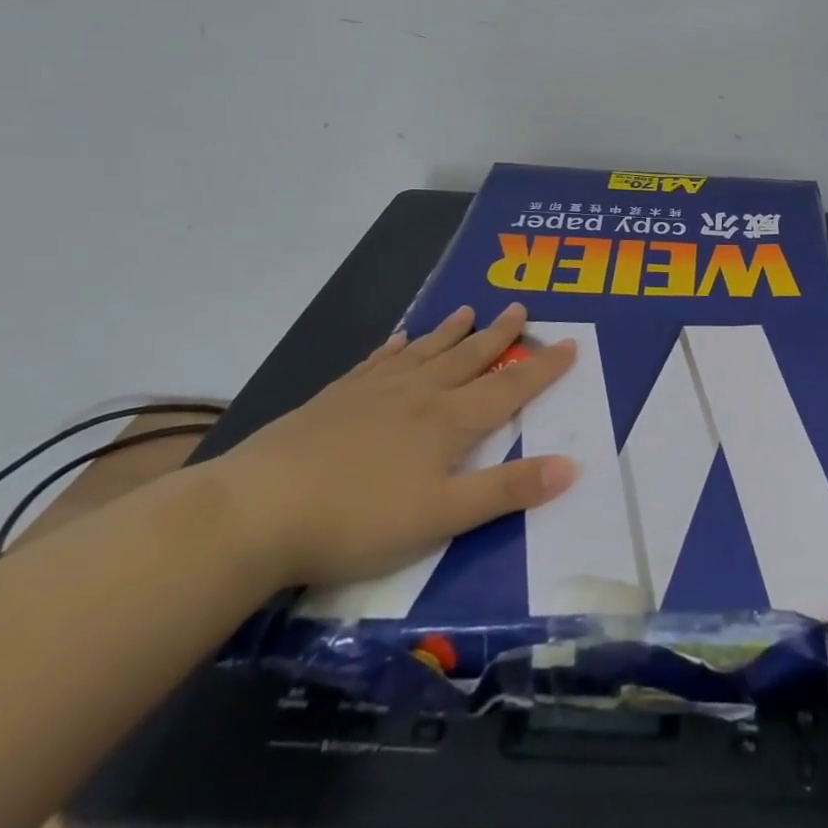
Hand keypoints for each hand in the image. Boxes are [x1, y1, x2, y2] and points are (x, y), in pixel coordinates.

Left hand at [214, 304, 578, 588]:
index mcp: (449, 421)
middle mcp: (419, 394)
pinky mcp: (335, 399)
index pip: (509, 387)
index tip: (570, 343)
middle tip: (519, 308)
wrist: (257, 511)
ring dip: (451, 332)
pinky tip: (400, 339)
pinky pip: (377, 362)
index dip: (543, 368)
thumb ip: (507, 491)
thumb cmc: (358, 519)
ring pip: (425, 352)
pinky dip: (396, 348)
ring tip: (469, 310)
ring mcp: (373, 392)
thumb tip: (571, 466)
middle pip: (469, 357)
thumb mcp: (443, 516)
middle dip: (499, 335)